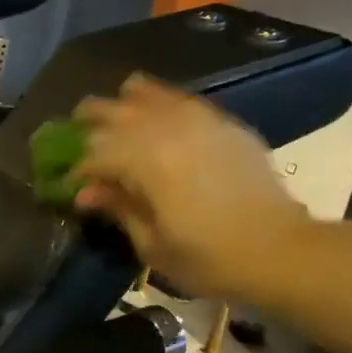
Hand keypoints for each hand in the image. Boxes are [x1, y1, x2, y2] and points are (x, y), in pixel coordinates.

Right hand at [74, 74, 307, 298]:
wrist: (280, 249)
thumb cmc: (210, 258)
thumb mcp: (153, 244)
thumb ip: (118, 209)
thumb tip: (85, 192)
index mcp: (144, 161)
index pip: (94, 153)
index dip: (78, 169)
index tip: (71, 184)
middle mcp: (165, 129)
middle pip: (113, 111)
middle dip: (89, 121)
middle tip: (77, 134)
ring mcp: (196, 119)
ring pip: (146, 94)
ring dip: (122, 104)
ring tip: (112, 113)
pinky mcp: (221, 122)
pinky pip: (180, 99)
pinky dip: (159, 101)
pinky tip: (156, 112)